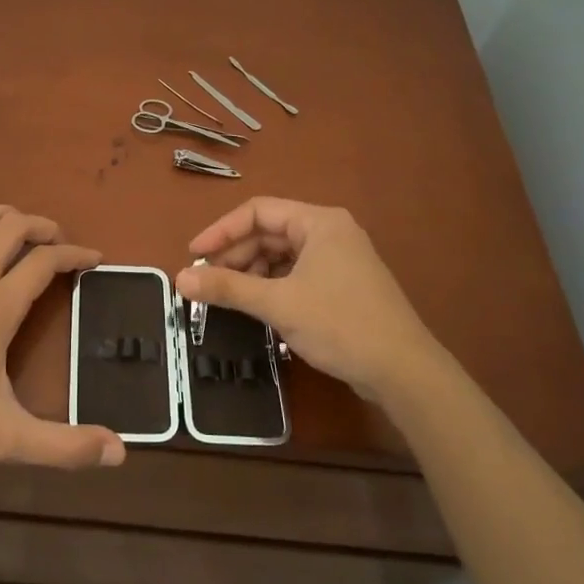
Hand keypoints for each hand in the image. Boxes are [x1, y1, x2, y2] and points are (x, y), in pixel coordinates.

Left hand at [0, 206, 126, 471]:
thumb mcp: (6, 439)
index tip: (94, 258)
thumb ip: (63, 446)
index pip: (44, 261)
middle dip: (43, 226)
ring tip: (21, 230)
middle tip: (59, 242)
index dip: (75, 254)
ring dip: (4, 217)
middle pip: (12, 227)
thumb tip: (119, 453)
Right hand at [175, 198, 442, 407]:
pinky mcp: (342, 285)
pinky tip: (257, 306)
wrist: (403, 371)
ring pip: (281, 255)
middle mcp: (329, 232)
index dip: (221, 231)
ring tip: (228, 297)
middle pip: (269, 232)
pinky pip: (296, 274)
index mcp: (318, 222)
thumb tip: (180, 279)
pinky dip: (272, 286)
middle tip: (207, 282)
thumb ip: (227, 288)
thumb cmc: (340, 324)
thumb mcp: (278, 304)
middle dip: (235, 255)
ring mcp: (339, 259)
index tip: (193, 255)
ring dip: (252, 273)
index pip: (257, 211)